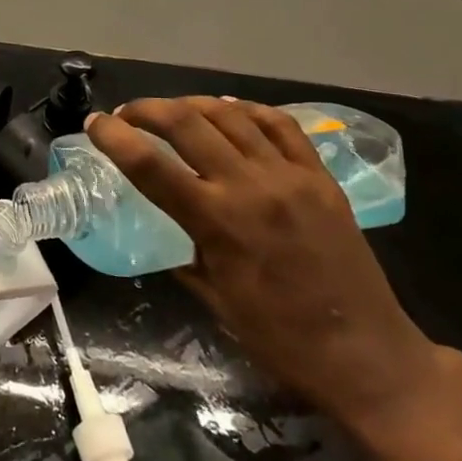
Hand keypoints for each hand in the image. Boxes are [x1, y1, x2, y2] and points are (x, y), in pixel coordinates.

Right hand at [85, 97, 450, 441]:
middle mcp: (250, 186)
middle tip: (127, 114)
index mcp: (217, 222)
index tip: (94, 123)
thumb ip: (184, 253)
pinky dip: (247, 110)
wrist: (367, 356)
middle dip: (147, 109)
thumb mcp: (215, 300)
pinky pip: (279, 125)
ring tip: (172, 110)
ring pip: (230, 115)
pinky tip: (229, 111)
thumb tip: (163, 229)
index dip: (114, 137)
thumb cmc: (281, 339)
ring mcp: (290, 176)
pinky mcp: (320, 176)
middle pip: (186, 123)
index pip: (150, 165)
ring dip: (191, 104)